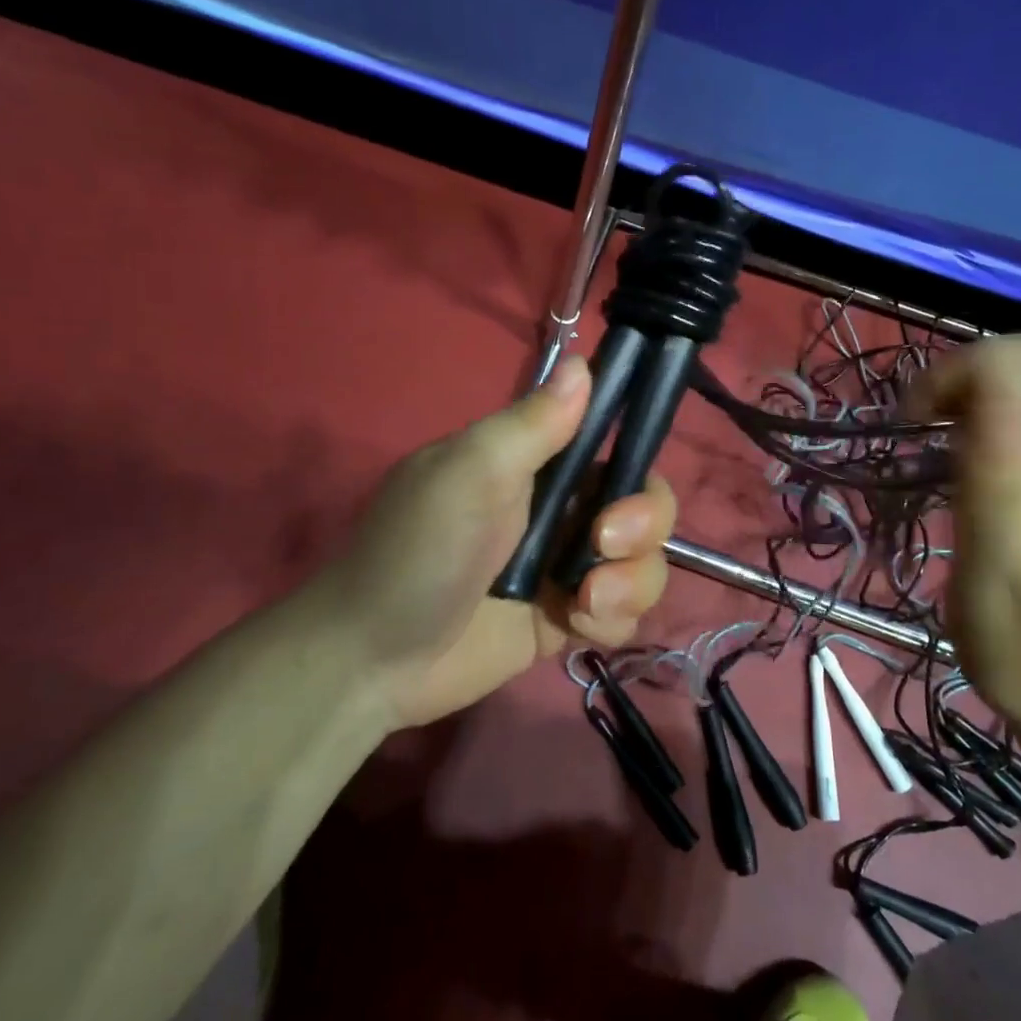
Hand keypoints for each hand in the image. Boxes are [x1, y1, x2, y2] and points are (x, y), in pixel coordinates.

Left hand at [320, 356, 676, 728]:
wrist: (374, 659)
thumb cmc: (418, 551)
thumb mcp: (470, 473)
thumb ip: (532, 423)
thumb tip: (581, 361)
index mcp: (537, 462)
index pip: (615, 444)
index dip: (636, 463)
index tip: (622, 487)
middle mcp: (560, 509)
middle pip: (646, 504)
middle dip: (643, 527)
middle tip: (602, 546)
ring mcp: (567, 566)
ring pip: (644, 561)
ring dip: (630, 582)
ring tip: (583, 602)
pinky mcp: (569, 618)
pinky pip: (626, 612)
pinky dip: (613, 620)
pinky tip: (575, 628)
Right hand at [912, 336, 1020, 745]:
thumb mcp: (995, 577)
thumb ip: (994, 479)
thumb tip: (980, 401)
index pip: (1009, 361)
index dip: (947, 377)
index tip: (913, 430)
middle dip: (972, 374)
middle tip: (934, 431)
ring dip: (1005, 384)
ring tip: (969, 434)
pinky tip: (1019, 452)